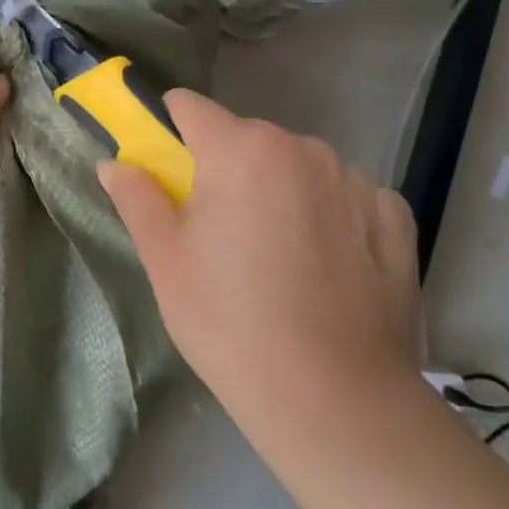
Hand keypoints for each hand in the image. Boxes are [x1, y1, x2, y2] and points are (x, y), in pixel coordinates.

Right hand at [98, 91, 420, 430]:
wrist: (334, 401)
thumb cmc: (229, 321)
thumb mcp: (165, 259)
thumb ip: (137, 198)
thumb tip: (114, 163)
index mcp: (240, 149)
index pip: (190, 107)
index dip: (169, 128)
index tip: (165, 168)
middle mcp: (300, 148)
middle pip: (246, 138)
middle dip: (225, 167)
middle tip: (216, 230)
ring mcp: (354, 181)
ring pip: (296, 165)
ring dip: (278, 188)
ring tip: (275, 255)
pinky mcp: (393, 219)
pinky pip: (346, 195)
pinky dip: (328, 212)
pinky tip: (325, 263)